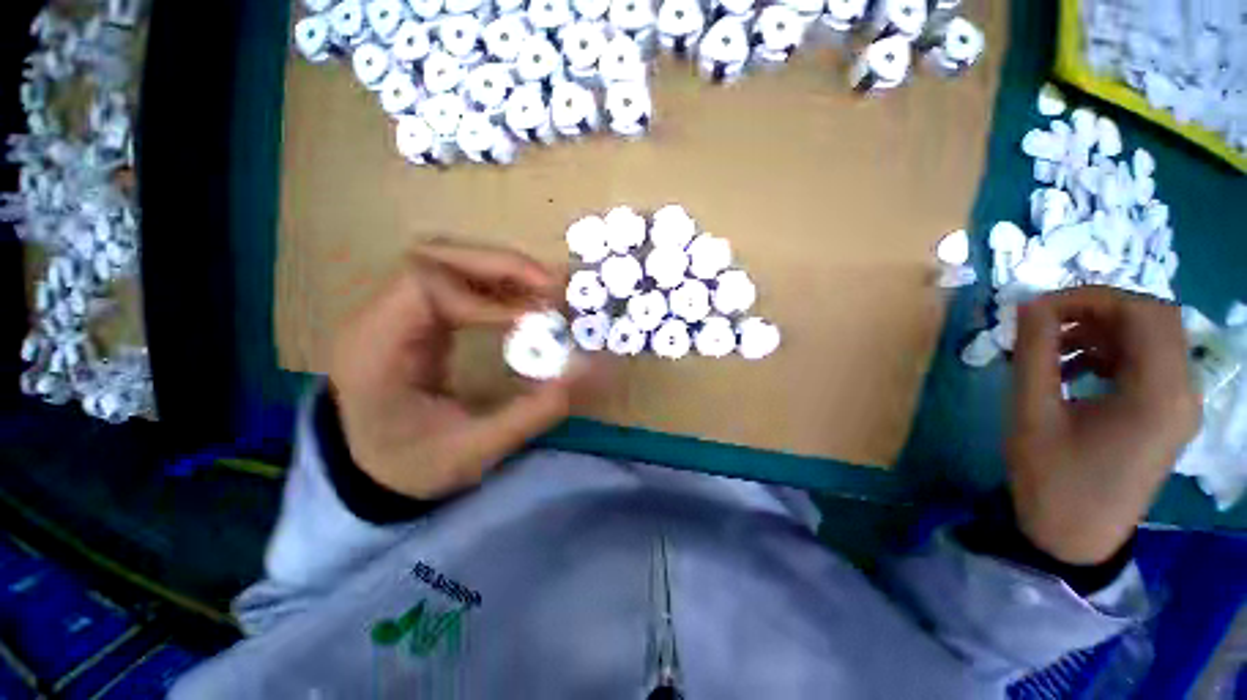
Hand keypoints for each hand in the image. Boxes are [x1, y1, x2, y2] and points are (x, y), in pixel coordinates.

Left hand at [329, 241, 594, 500]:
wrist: (370, 474)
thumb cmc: (412, 466)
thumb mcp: (475, 450)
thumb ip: (534, 411)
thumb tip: (585, 370)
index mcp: (375, 348)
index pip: (425, 286)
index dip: (487, 297)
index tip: (534, 320)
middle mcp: (377, 317)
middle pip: (435, 256)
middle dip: (501, 266)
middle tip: (553, 287)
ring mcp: (394, 311)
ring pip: (449, 262)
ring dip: (502, 271)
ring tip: (546, 292)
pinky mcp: (415, 317)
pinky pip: (456, 284)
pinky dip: (497, 288)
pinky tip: (525, 304)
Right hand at [1006, 286, 1200, 564]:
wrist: (1074, 537)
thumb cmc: (1051, 479)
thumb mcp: (1032, 412)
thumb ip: (1033, 353)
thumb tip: (1030, 304)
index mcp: (1158, 394)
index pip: (1144, 313)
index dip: (1092, 298)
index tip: (1041, 308)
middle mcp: (1182, 393)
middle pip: (1154, 320)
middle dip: (1097, 311)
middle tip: (1046, 322)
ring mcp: (1179, 406)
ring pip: (1151, 339)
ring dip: (1101, 332)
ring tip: (1051, 349)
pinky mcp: (1167, 416)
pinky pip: (1147, 364)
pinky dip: (1109, 353)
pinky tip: (1072, 370)